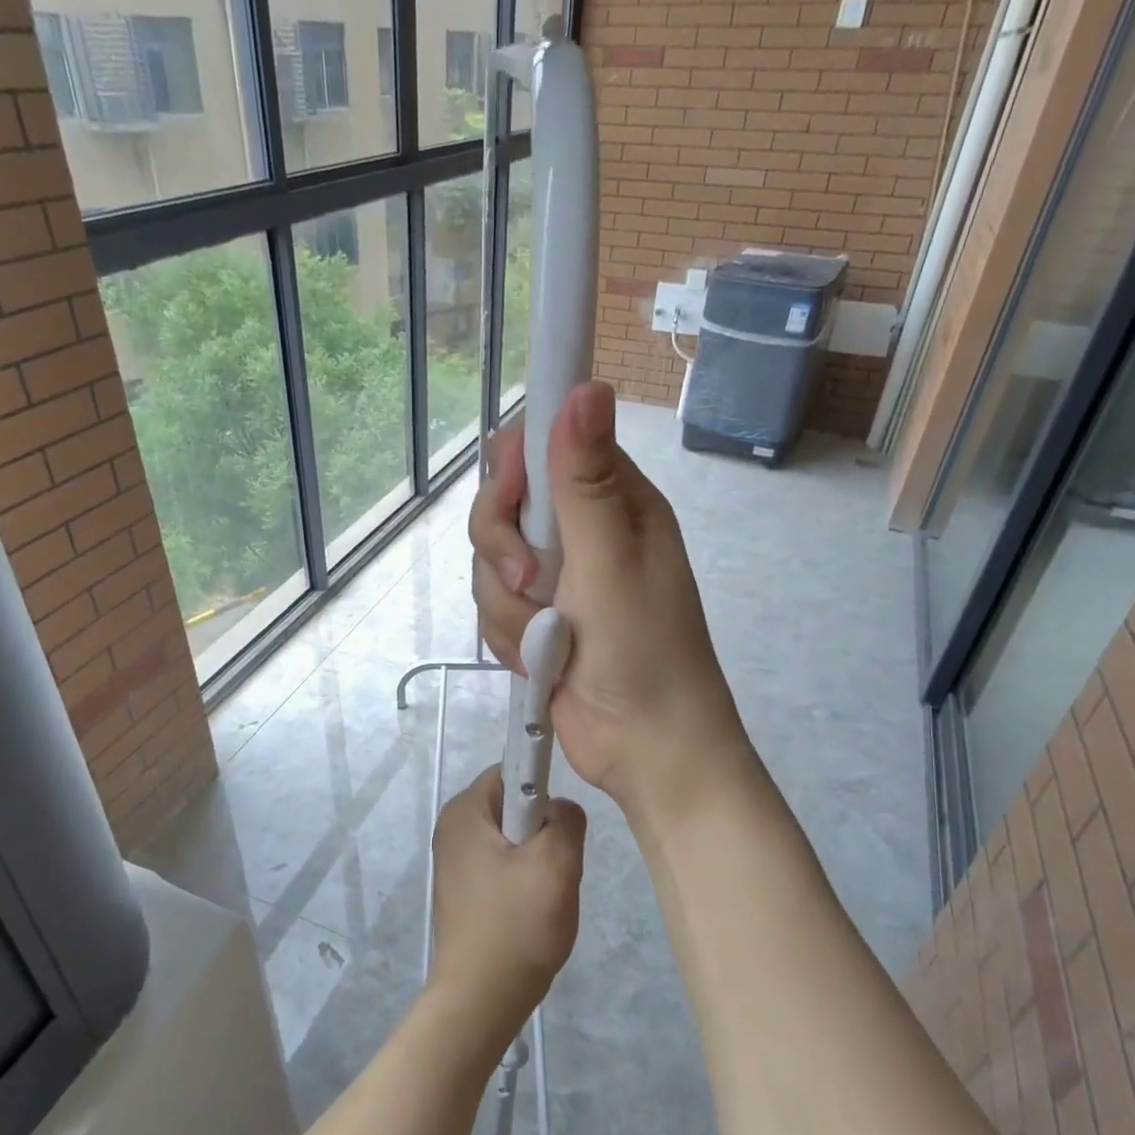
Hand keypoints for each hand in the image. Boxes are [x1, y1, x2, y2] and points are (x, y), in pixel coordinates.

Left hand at [427, 766, 584, 1047]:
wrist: (480, 1000)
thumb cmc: (516, 925)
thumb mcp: (556, 864)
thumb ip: (567, 820)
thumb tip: (561, 809)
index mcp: (464, 811)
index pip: (511, 770)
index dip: (542, 785)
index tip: (561, 822)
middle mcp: (452, 830)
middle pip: (512, 806)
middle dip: (543, 830)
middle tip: (556, 866)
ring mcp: (454, 863)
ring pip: (512, 840)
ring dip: (537, 860)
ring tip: (545, 894)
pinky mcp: (462, 892)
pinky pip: (502, 867)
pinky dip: (523, 881)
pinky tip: (532, 911)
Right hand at [470, 381, 748, 818]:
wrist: (645, 748)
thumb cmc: (644, 651)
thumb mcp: (612, 562)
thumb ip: (586, 481)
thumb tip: (585, 386)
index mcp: (612, 502)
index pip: (542, 447)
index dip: (514, 468)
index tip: (511, 504)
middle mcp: (581, 533)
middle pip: (502, 507)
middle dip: (503, 551)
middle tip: (533, 583)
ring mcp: (555, 580)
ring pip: (489, 563)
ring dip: (509, 606)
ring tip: (548, 638)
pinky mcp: (535, 621)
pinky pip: (493, 607)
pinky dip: (509, 637)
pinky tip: (539, 661)